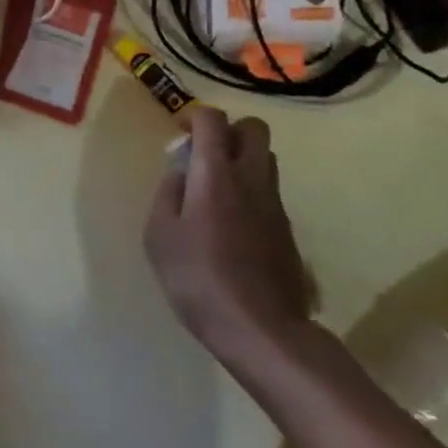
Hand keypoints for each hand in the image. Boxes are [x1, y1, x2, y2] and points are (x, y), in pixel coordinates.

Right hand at [144, 109, 313, 374]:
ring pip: (266, 159)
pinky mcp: (288, 231)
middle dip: (229, 130)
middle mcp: (251, 178)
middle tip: (205, 155)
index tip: (180, 133)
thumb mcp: (159, 235)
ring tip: (216, 189)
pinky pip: (269, 192)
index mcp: (216, 173)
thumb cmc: (199, 278)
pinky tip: (232, 225)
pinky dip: (251, 192)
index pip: (213, 119)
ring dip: (243, 160)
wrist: (262, 331)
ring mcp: (275, 204)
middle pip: (254, 129)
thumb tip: (179, 173)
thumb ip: (167, 193)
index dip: (194, 116)